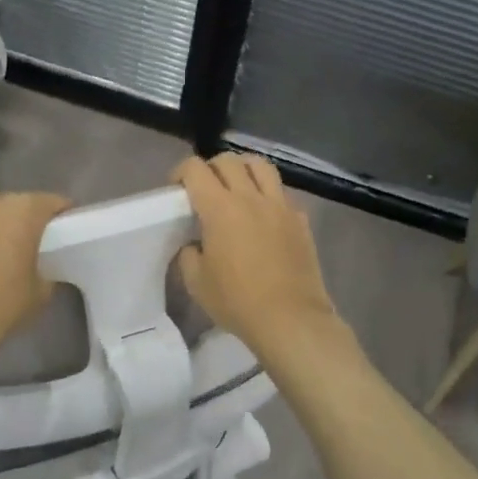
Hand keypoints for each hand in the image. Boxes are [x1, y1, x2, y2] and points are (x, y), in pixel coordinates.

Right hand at [174, 154, 341, 359]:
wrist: (290, 318)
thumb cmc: (237, 301)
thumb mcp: (196, 282)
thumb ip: (189, 254)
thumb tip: (194, 244)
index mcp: (220, 208)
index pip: (196, 169)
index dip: (181, 172)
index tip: (177, 189)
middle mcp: (251, 197)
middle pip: (228, 160)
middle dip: (211, 167)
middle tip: (204, 188)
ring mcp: (280, 205)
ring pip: (261, 166)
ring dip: (243, 169)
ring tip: (236, 187)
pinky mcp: (300, 219)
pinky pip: (281, 193)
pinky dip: (268, 194)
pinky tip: (263, 216)